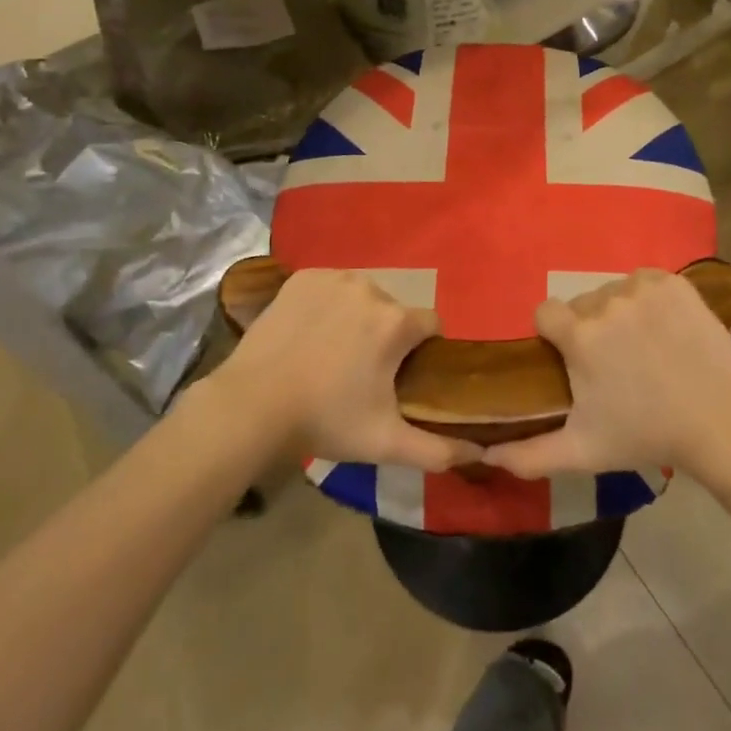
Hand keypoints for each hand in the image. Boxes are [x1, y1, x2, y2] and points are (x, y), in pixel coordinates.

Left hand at [220, 269, 481, 471]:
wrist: (251, 405)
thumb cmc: (325, 420)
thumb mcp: (385, 442)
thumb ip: (437, 450)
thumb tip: (479, 453)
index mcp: (396, 322)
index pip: (431, 324)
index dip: (424, 349)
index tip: (404, 375)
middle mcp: (371, 288)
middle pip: (395, 310)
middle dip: (388, 334)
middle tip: (363, 371)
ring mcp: (333, 278)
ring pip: (363, 295)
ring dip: (359, 317)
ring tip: (333, 352)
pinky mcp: (302, 278)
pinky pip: (330, 286)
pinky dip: (327, 304)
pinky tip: (310, 332)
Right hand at [482, 269, 730, 482]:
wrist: (719, 422)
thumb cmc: (645, 435)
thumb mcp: (582, 451)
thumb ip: (529, 454)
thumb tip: (486, 454)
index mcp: (579, 336)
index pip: (545, 312)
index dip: (553, 334)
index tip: (570, 358)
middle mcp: (606, 302)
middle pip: (581, 304)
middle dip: (589, 327)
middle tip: (613, 362)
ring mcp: (642, 288)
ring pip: (613, 291)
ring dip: (619, 313)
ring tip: (642, 347)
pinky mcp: (673, 283)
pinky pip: (644, 281)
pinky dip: (648, 298)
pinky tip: (663, 327)